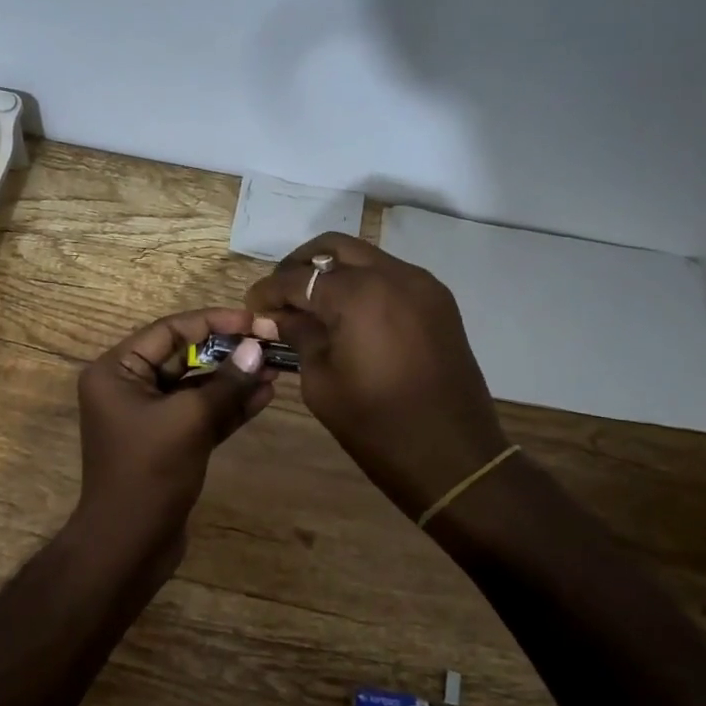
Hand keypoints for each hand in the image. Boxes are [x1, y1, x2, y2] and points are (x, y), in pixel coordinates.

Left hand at [73, 307, 276, 568]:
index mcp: (116, 371)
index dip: (212, 322)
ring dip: (234, 378)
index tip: (253, 321)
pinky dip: (229, 405)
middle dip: (227, 351)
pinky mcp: (169, 441)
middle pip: (183, 356)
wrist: (129, 546)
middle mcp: (129, 387)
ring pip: (196, 386)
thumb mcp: (189, 421)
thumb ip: (225, 383)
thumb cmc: (149, 474)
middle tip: (270, 343)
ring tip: (276, 367)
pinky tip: (264, 394)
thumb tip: (258, 350)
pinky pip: (201, 413)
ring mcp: (149, 416)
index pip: (168, 331)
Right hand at [245, 234, 506, 518]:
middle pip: (334, 247)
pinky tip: (348, 316)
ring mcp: (422, 285)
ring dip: (333, 273)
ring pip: (366, 258)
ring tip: (312, 306)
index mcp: (359, 294)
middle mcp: (393, 275)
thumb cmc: (376, 425)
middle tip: (281, 297)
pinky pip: (391, 276)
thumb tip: (275, 317)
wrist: (453, 457)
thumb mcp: (322, 381)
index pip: (298, 277)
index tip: (252, 308)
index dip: (269, 291)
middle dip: (300, 266)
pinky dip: (364, 285)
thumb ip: (299, 336)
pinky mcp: (439, 302)